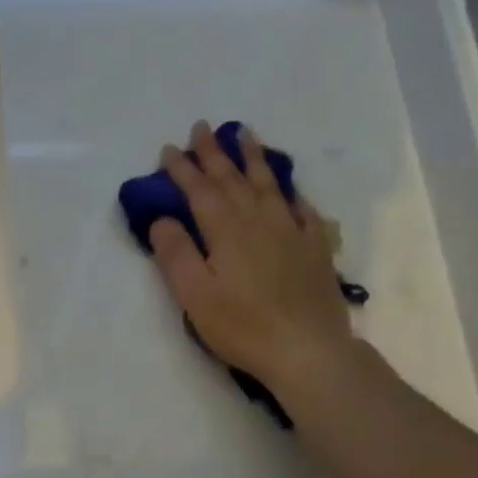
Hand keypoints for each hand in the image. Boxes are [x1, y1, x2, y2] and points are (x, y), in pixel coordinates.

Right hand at [149, 121, 357, 393]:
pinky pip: (302, 210)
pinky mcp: (315, 249)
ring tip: (245, 135)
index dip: (182, 169)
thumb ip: (176, 254)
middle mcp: (259, 220)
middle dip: (214, 152)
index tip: (168, 149)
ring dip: (253, 158)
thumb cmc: (242, 326)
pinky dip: (291, 195)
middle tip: (201, 128)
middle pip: (233, 179)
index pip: (199, 190)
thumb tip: (162, 219)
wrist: (307, 350)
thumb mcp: (195, 295)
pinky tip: (289, 191)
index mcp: (226, 230)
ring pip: (269, 185)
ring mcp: (291, 231)